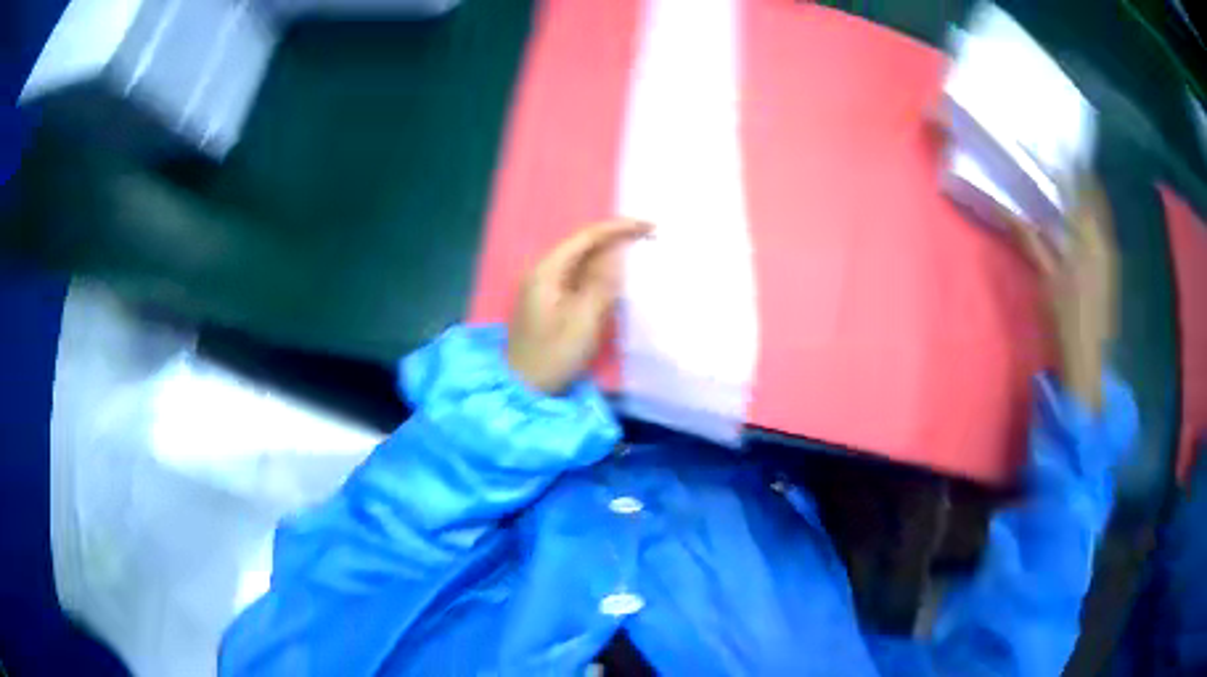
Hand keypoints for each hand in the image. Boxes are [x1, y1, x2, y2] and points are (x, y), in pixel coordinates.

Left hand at [507, 219, 652, 393]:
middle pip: (583, 246)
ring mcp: (544, 288)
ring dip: (609, 256)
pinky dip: (600, 274)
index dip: (618, 228)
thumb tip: (618, 252)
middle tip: (649, 237)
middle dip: (615, 238)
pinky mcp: (550, 303)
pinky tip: (617, 278)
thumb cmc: (553, 355)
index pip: (586, 237)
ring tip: (639, 251)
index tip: (649, 226)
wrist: (524, 388)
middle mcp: (542, 272)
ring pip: (582, 262)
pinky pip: (578, 278)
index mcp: (546, 271)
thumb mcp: (583, 320)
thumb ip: (603, 282)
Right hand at [1010, 176, 1117, 409]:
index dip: (1071, 168)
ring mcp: (1110, 257)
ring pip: (1101, 216)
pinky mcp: (1110, 271)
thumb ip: (1030, 239)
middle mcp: (1104, 242)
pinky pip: (1103, 232)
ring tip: (1076, 182)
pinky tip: (1083, 219)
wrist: (1087, 359)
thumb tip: (1008, 210)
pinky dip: (1093, 217)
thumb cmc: (1065, 317)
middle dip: (1084, 178)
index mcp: (1089, 239)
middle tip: (1069, 161)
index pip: (1081, 192)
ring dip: (1090, 196)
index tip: (1061, 149)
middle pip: (1096, 200)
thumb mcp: (1045, 277)